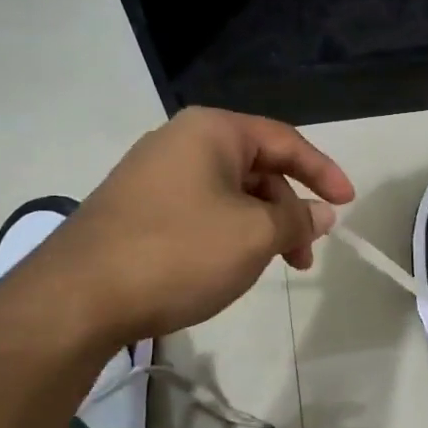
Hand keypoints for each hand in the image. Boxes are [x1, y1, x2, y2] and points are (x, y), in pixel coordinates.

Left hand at [20, 107, 353, 344]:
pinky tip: (229, 267)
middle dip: (288, 209)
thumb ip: (297, 219)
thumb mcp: (254, 235)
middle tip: (305, 254)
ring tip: (272, 266)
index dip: (323, 172)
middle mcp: (180, 142)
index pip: (284, 140)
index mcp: (212, 131)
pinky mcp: (136, 209)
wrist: (80, 296)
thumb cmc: (179, 252)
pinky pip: (200, 211)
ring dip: (260, 226)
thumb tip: (321, 212)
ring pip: (228, 194)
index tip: (348, 205)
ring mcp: (153, 176)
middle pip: (256, 168)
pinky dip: (228, 234)